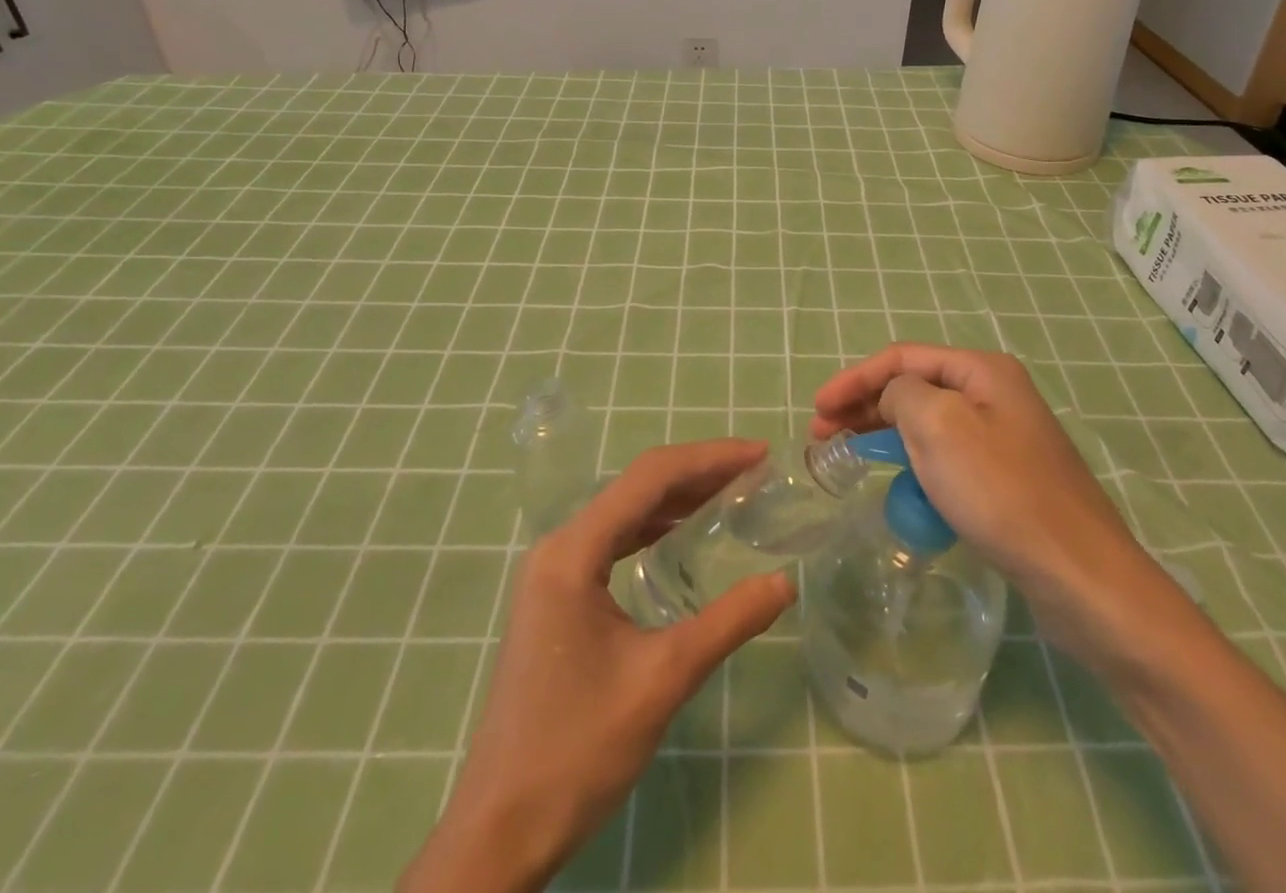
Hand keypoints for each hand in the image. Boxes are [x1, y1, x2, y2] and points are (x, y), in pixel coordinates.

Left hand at [400, 440, 796, 892]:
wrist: (500, 830)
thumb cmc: (577, 750)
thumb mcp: (662, 680)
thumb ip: (728, 622)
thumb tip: (785, 582)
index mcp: (573, 552)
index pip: (649, 478)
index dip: (709, 458)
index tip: (759, 454)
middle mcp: (559, 547)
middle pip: (637, 487)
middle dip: (698, 472)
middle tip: (754, 471)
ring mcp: (553, 572)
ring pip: (625, 512)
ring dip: (677, 498)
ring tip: (732, 492)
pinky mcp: (557, 596)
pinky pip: (613, 541)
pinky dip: (654, 528)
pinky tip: (684, 535)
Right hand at [812, 344, 1172, 659]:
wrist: (1081, 577)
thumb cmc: (1001, 492)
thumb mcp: (937, 426)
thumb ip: (902, 394)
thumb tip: (895, 398)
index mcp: (982, 370)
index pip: (902, 357)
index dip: (854, 378)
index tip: (816, 409)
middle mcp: (996, 393)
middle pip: (915, 386)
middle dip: (865, 405)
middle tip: (823, 434)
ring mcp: (1005, 437)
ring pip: (929, 422)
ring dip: (886, 433)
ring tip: (849, 455)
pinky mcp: (1009, 478)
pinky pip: (948, 456)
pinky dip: (915, 462)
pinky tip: (900, 485)